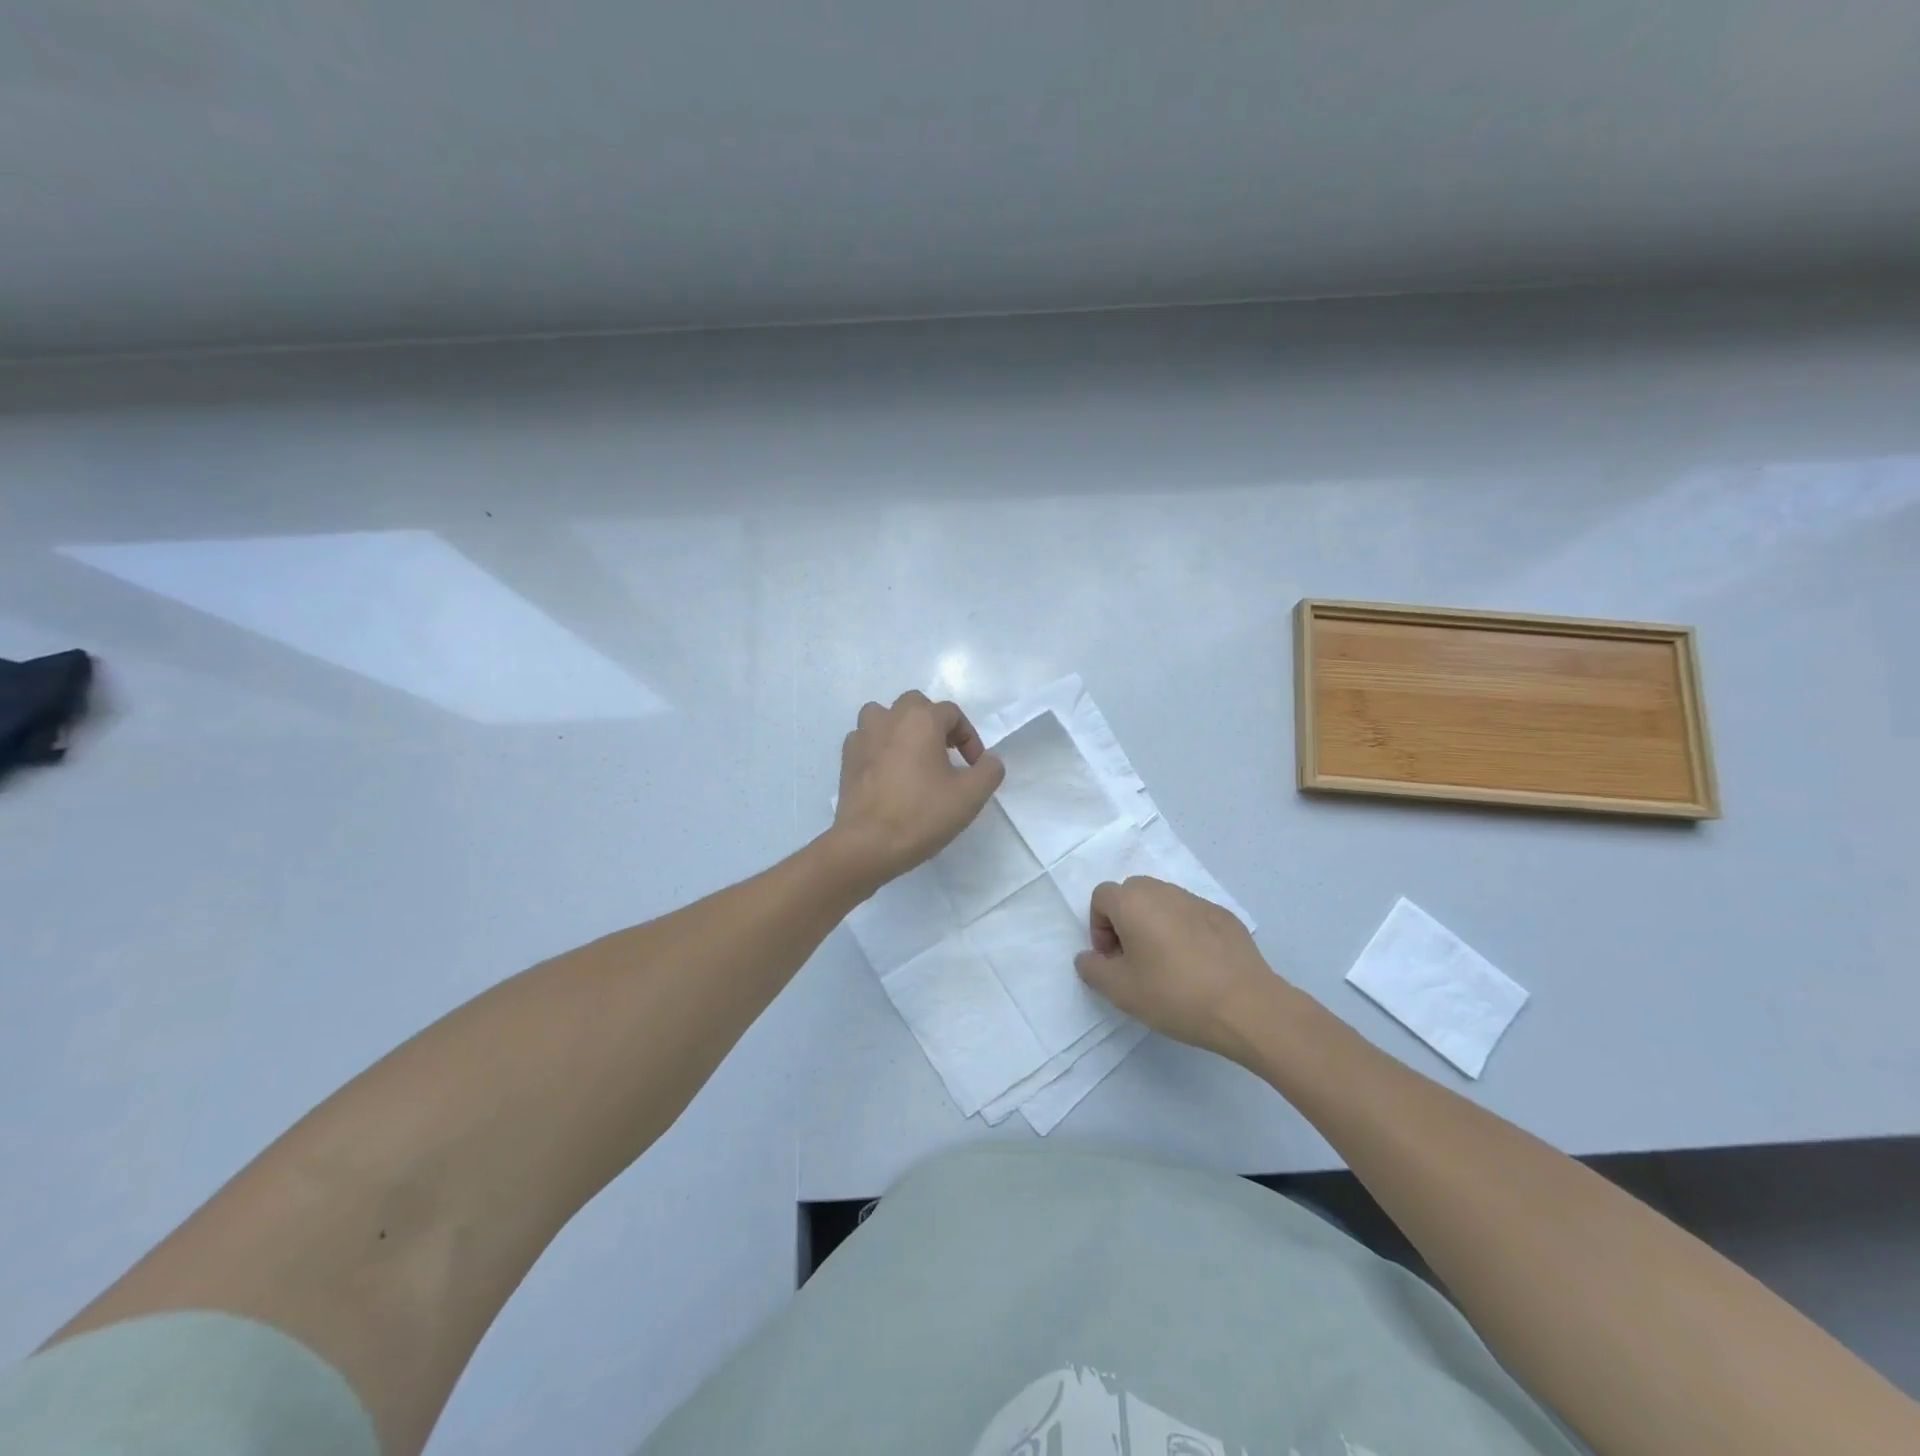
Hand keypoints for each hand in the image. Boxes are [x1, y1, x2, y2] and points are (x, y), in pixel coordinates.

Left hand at [830, 690, 1005, 890]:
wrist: (867, 844)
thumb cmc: (921, 815)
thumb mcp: (971, 795)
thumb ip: (989, 770)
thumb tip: (987, 760)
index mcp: (921, 720)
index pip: (952, 713)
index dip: (969, 738)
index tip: (974, 768)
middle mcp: (889, 718)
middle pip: (917, 706)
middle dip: (935, 725)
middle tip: (946, 755)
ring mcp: (863, 736)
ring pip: (885, 716)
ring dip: (902, 729)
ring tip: (913, 756)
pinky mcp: (846, 759)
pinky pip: (866, 739)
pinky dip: (879, 747)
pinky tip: (888, 772)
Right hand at [1075, 876, 1283, 1060]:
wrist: (1247, 1007)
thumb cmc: (1175, 995)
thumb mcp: (1120, 991)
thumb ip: (1093, 969)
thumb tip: (1088, 957)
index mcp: (1134, 902)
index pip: (1101, 897)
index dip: (1098, 927)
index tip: (1112, 960)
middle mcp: (1164, 891)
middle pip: (1132, 894)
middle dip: (1124, 922)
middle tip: (1133, 961)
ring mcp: (1198, 901)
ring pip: (1163, 902)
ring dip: (1154, 925)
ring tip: (1165, 965)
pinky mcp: (1224, 916)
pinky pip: (1191, 915)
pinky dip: (1184, 932)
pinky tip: (1197, 967)